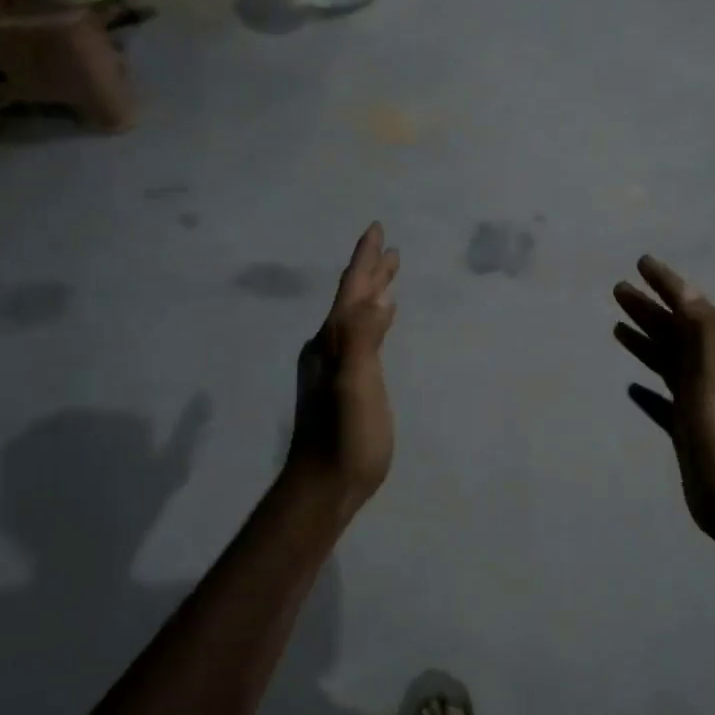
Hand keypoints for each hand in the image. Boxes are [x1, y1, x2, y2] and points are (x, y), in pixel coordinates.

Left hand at [287, 222, 398, 513]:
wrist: (324, 484)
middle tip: (390, 247)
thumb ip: (363, 340)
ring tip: (389, 277)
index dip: (365, 259)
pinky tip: (381, 322)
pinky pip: (363, 336)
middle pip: (353, 299)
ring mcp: (337, 366)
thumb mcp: (354, 386)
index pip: (352, 291)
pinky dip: (374, 320)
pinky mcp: (348, 384)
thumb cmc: (344, 437)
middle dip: (372, 271)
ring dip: (373, 293)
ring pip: (358, 316)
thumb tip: (379, 298)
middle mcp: (331, 346)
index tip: (377, 229)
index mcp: (334, 341)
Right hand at [614, 256, 714, 545]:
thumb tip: (687, 289)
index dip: (667, 284)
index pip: (688, 309)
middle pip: (672, 332)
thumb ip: (704, 330)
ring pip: (665, 361)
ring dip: (644, 340)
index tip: (642, 262)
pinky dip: (647, 390)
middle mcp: (704, 373)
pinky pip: (662, 401)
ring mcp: (694, 402)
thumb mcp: (714, 373)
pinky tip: (631, 387)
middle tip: (618, 289)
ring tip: (617, 327)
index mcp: (712, 356)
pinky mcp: (683, 429)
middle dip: (647, 308)